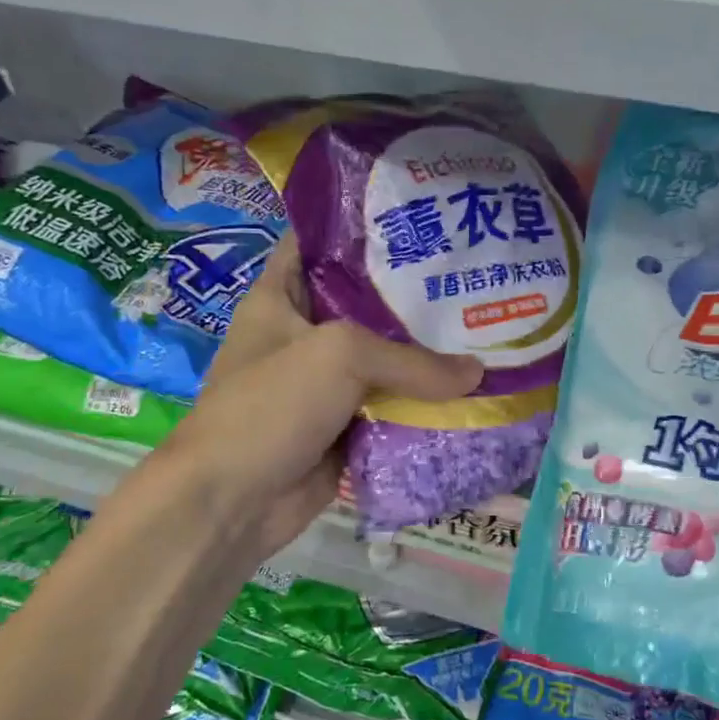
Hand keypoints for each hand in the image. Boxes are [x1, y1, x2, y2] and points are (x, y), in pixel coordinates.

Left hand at [154, 233, 481, 570]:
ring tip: (485, 326)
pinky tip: (471, 387)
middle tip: (471, 275)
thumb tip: (477, 374)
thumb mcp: (340, 357)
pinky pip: (393, 405)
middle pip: (366, 302)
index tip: (417, 217)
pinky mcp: (346, 425)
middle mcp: (305, 334)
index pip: (319, 242)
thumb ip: (412, 360)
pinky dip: (424, 402)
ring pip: (385, 359)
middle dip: (414, 293)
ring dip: (427, 353)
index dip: (362, 226)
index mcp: (282, 297)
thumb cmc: (271, 405)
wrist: (233, 502)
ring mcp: (326, 383)